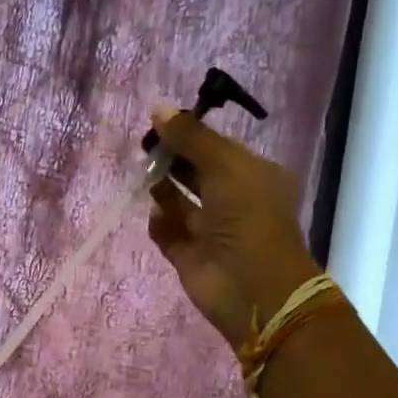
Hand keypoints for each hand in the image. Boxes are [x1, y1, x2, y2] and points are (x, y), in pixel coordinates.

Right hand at [146, 111, 320, 348]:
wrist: (253, 289)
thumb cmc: (248, 219)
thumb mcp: (225, 167)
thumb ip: (191, 138)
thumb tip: (157, 109)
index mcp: (253, 176)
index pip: (216, 148)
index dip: (190, 134)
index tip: (159, 123)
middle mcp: (233, 201)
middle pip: (195, 173)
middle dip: (172, 159)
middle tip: (145, 147)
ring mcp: (210, 231)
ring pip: (179, 203)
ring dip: (162, 189)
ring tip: (143, 175)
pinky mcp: (189, 256)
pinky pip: (168, 233)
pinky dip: (159, 223)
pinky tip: (154, 215)